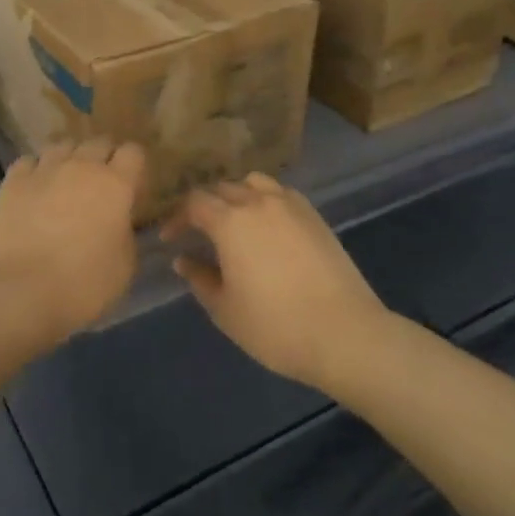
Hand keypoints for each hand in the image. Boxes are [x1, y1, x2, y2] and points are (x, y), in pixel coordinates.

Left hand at [0, 138, 146, 351]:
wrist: (17, 291)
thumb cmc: (81, 285)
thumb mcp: (124, 268)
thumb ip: (126, 235)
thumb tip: (119, 224)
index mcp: (116, 184)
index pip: (134, 152)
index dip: (135, 167)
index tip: (132, 189)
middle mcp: (81, 166)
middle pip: (99, 142)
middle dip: (104, 158)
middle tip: (101, 186)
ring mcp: (44, 169)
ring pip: (63, 144)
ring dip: (70, 158)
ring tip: (66, 182)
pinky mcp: (12, 181)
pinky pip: (29, 161)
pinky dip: (36, 170)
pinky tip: (34, 189)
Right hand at [161, 173, 388, 390]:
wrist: (344, 333)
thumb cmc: (275, 326)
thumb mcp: (225, 309)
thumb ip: (200, 279)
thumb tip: (183, 260)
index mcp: (230, 221)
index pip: (194, 203)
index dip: (177, 217)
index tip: (170, 238)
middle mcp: (258, 202)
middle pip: (223, 188)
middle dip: (205, 206)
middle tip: (197, 231)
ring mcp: (291, 205)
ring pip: (254, 183)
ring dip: (237, 195)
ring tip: (233, 221)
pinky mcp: (314, 216)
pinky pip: (281, 194)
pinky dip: (265, 200)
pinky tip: (266, 226)